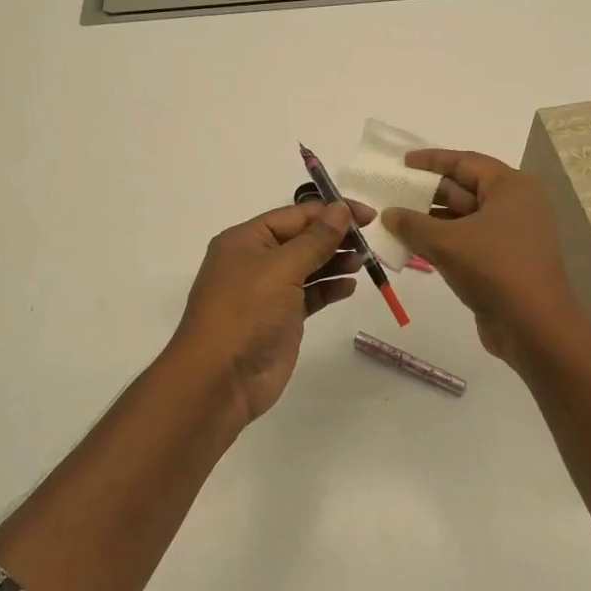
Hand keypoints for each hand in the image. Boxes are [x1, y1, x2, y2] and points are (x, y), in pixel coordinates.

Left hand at [167, 198, 373, 424]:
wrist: (220, 380)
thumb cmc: (246, 313)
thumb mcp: (281, 269)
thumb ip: (315, 240)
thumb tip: (340, 209)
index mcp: (246, 239)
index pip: (295, 215)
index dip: (331, 212)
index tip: (369, 216)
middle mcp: (255, 261)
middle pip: (302, 239)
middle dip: (335, 237)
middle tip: (371, 240)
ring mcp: (268, 291)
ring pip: (308, 266)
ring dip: (335, 261)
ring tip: (364, 261)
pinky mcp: (281, 318)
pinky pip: (310, 294)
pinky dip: (329, 288)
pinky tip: (350, 286)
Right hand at [382, 150, 584, 370]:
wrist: (534, 327)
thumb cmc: (493, 268)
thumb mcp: (445, 242)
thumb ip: (412, 224)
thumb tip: (388, 214)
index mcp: (511, 187)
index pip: (465, 162)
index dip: (431, 161)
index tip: (402, 163)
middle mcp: (516, 205)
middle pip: (465, 189)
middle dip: (427, 193)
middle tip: (393, 194)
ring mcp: (512, 235)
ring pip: (464, 218)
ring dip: (431, 221)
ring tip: (396, 222)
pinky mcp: (505, 261)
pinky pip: (468, 242)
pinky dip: (443, 242)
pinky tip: (414, 247)